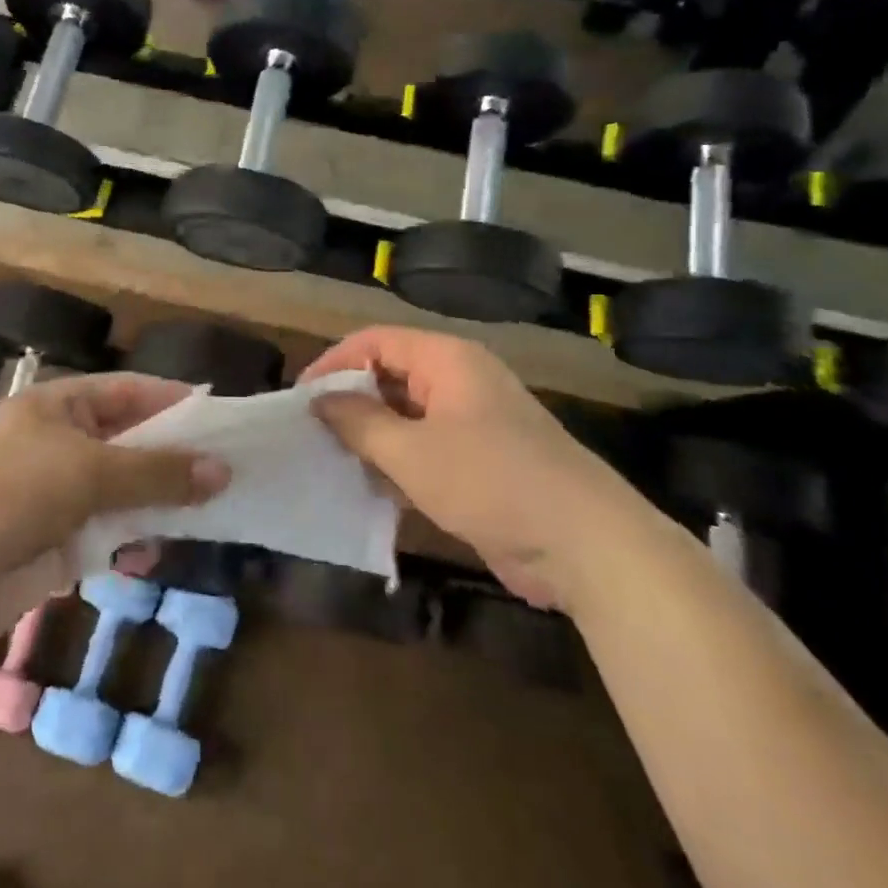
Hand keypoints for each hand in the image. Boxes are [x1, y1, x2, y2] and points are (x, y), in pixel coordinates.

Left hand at [0, 373, 229, 634]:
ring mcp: (58, 495)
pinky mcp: (56, 544)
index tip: (225, 418)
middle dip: (176, 458)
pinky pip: (109, 535)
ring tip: (212, 512)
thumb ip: (156, 472)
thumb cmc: (7, 494)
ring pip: (125, 492)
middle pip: (133, 443)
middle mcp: (62, 443)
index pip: (130, 391)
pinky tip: (157, 552)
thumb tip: (222, 470)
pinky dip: (133, 542)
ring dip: (160, 503)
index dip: (175, 401)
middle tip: (233, 471)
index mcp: (61, 406)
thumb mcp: (88, 471)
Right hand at [304, 327, 649, 612]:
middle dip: (350, 401)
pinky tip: (370, 489)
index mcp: (447, 360)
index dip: (334, 362)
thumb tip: (319, 400)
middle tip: (311, 432)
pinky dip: (397, 462)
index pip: (375, 342)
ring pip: (406, 416)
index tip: (300, 398)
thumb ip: (359, 422)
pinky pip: (425, 448)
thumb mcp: (412, 452)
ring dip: (371, 436)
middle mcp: (460, 381)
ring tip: (331, 461)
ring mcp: (473, 422)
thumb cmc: (491, 481)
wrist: (587, 545)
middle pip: (390, 375)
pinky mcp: (481, 461)